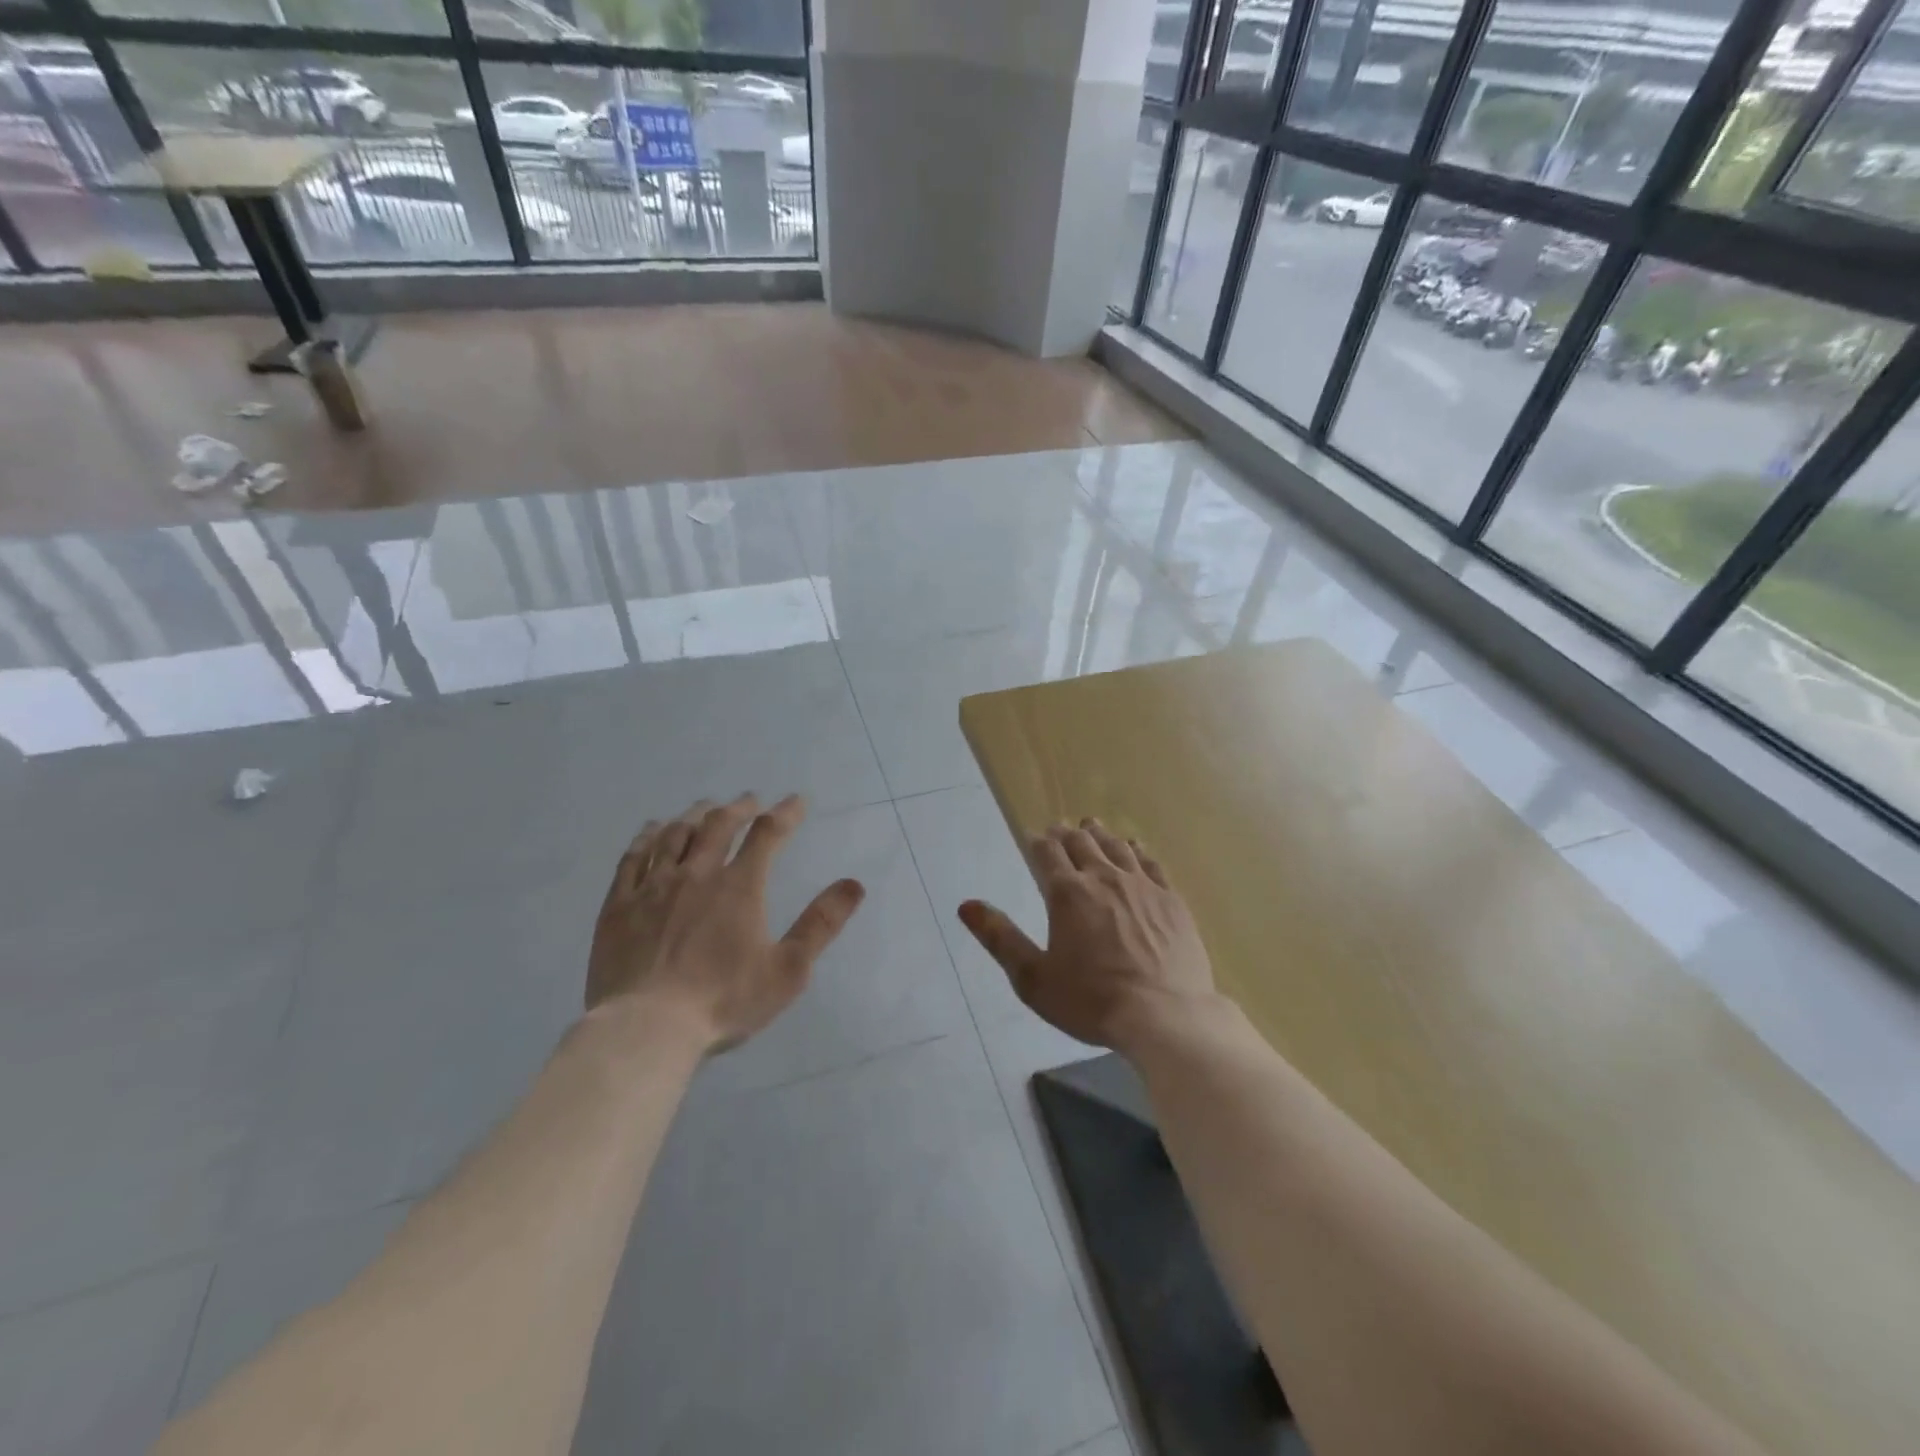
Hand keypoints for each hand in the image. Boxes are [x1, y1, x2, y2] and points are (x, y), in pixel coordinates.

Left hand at [586, 793, 865, 1052]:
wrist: (646, 1028)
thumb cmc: (724, 1001)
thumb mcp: (788, 970)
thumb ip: (821, 924)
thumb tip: (854, 884)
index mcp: (739, 887)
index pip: (767, 835)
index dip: (785, 813)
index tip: (797, 801)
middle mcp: (696, 874)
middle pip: (718, 825)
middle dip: (738, 808)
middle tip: (749, 800)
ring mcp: (653, 887)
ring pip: (675, 835)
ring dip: (694, 815)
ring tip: (704, 807)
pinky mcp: (619, 905)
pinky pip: (633, 858)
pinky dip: (646, 837)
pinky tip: (651, 829)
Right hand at [958, 818, 1216, 1053]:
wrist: (1165, 1016)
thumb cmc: (1092, 1001)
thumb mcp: (1033, 978)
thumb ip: (1000, 938)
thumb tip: (966, 906)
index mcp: (1067, 893)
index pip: (1047, 852)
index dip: (1038, 842)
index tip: (1034, 840)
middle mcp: (1103, 878)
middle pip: (1081, 842)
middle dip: (1066, 833)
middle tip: (1060, 830)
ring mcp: (1142, 885)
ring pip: (1116, 846)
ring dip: (1099, 834)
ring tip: (1091, 827)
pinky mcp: (1171, 898)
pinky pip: (1150, 862)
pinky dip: (1136, 850)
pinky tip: (1134, 848)